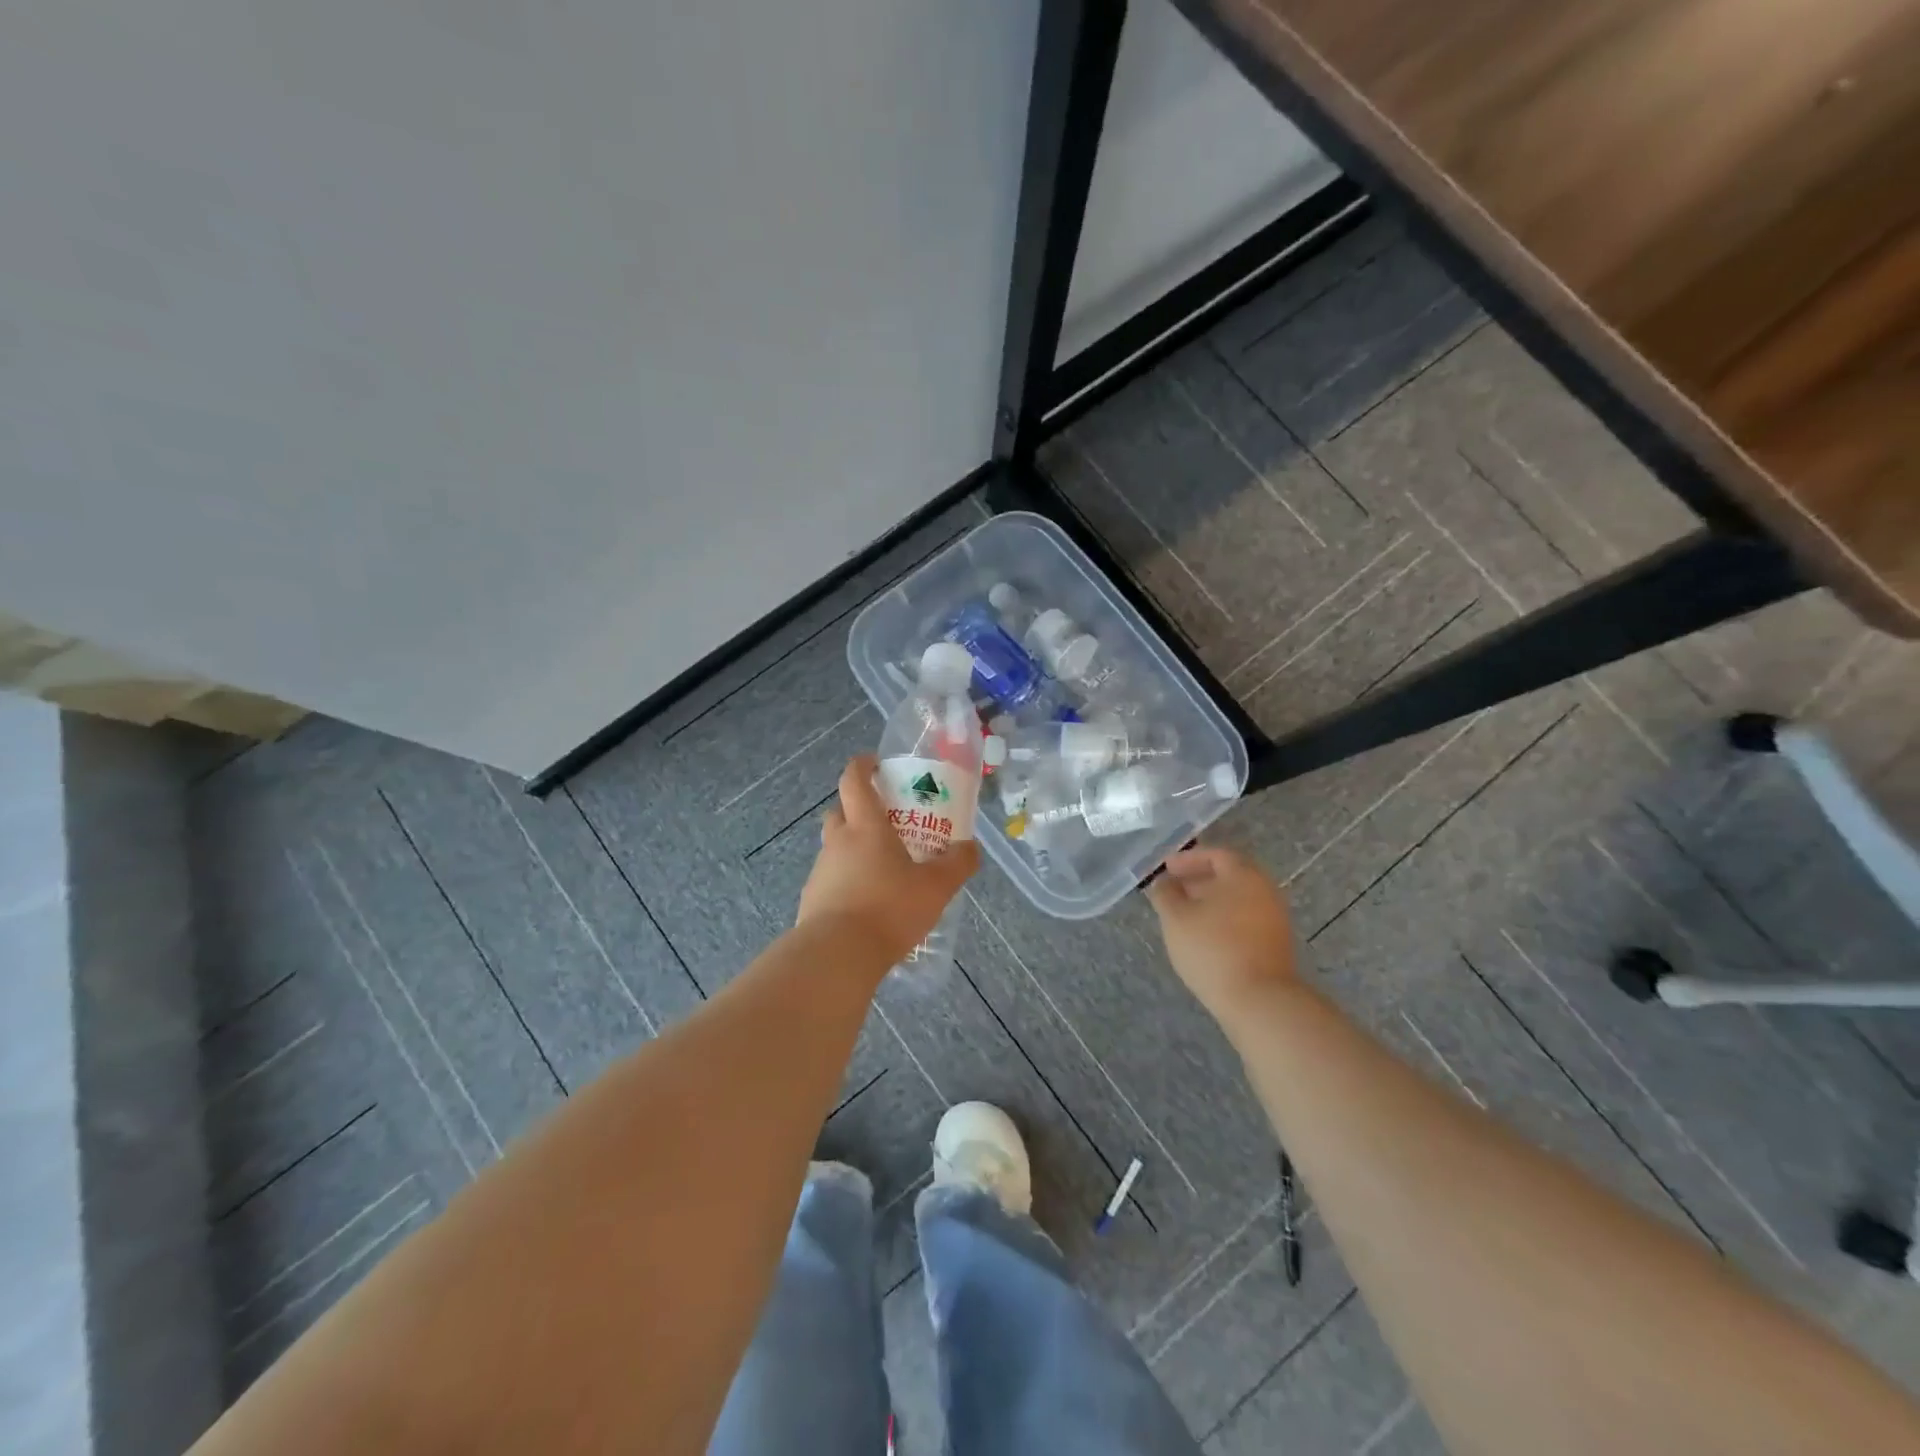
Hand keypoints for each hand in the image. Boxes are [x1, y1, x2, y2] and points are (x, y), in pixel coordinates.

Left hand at [797, 755, 979, 964]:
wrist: (837, 955)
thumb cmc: (888, 908)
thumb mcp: (936, 887)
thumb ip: (957, 864)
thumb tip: (971, 848)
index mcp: (865, 827)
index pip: (854, 781)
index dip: (862, 766)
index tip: (874, 763)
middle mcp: (838, 842)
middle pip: (840, 812)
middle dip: (858, 810)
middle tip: (886, 822)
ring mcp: (821, 872)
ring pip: (835, 848)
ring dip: (854, 850)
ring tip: (883, 871)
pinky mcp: (812, 901)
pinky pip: (832, 880)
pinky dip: (847, 882)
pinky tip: (868, 905)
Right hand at [1146, 845, 1297, 1020]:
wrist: (1259, 1001)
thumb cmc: (1212, 948)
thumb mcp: (1175, 918)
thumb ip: (1165, 894)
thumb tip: (1164, 882)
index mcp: (1243, 875)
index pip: (1215, 854)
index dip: (1187, 859)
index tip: (1166, 869)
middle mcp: (1265, 890)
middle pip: (1229, 876)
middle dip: (1199, 880)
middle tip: (1173, 890)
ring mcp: (1274, 918)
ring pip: (1237, 899)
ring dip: (1210, 901)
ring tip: (1183, 915)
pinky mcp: (1275, 944)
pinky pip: (1245, 919)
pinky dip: (1223, 919)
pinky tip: (1204, 935)